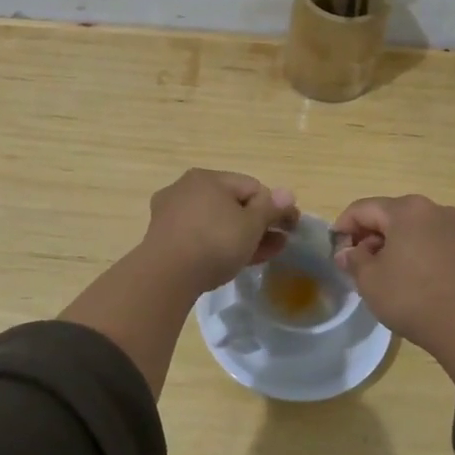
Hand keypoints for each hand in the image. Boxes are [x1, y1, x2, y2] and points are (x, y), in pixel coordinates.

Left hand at [141, 169, 298, 293]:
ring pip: (216, 222)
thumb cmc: (214, 242)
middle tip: (278, 243)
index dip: (275, 206)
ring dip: (241, 236)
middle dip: (258, 224)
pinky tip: (234, 260)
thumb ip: (271, 208)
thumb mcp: (251, 225)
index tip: (290, 227)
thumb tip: (287, 193)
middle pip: (232, 203)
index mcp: (208, 178)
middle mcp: (186, 188)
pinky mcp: (163, 238)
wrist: (166, 276)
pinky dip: (219, 245)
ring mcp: (171, 214)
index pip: (252, 186)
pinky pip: (200, 236)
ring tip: (263, 254)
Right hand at [333, 195, 454, 382]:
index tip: (334, 250)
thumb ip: (353, 259)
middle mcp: (432, 208)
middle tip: (354, 262)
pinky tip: (403, 273)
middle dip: (367, 235)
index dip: (343, 227)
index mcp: (406, 209)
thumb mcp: (370, 279)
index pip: (363, 209)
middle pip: (388, 214)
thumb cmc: (411, 296)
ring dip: (389, 242)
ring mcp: (452, 226)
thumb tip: (346, 252)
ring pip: (409, 226)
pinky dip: (410, 249)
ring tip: (378, 270)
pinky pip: (427, 238)